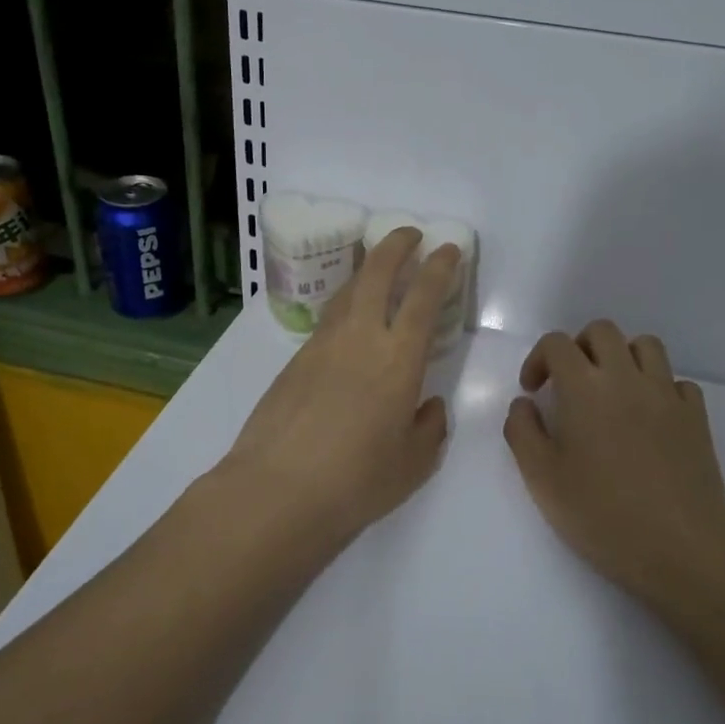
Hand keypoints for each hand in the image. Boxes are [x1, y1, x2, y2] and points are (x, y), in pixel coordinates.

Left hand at [215, 227, 462, 547]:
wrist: (277, 489)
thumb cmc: (356, 481)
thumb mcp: (413, 464)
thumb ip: (430, 428)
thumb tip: (429, 405)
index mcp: (398, 360)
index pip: (424, 298)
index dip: (439, 268)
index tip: (448, 249)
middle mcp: (360, 339)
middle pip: (377, 273)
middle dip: (396, 245)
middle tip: (410, 234)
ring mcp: (322, 345)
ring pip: (348, 291)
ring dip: (367, 270)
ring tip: (379, 268)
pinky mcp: (294, 360)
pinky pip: (328, 319)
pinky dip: (346, 306)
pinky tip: (349, 323)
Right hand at [503, 321, 724, 615]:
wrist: (679, 549)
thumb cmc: (600, 514)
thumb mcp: (541, 478)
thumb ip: (522, 431)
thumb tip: (524, 403)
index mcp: (584, 388)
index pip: (557, 343)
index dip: (538, 359)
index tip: (534, 391)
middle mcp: (627, 378)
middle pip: (602, 331)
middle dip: (579, 348)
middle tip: (570, 384)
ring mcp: (667, 394)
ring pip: (646, 346)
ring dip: (623, 357)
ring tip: (612, 392)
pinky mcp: (697, 417)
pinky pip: (678, 382)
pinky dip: (660, 388)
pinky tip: (650, 418)